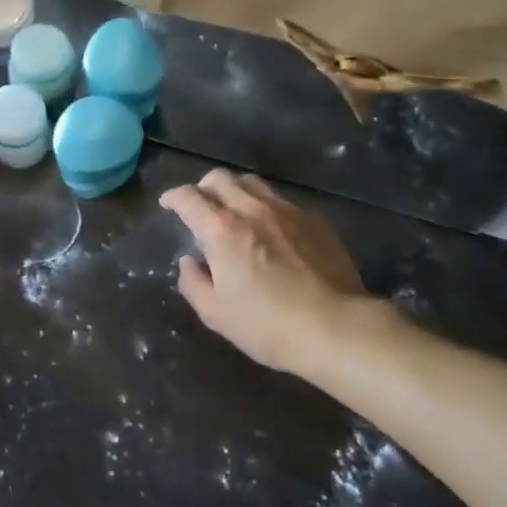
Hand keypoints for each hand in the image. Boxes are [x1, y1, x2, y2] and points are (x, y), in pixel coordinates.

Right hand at [159, 169, 389, 374]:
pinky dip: (266, 206)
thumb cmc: (269, 326)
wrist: (338, 328)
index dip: (173, 197)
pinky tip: (272, 228)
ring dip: (235, 190)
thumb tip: (189, 262)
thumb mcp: (217, 315)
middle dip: (203, 187)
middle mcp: (252, 209)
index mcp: (222, 230)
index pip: (188, 197)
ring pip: (252, 182)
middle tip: (200, 206)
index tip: (168, 204)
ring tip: (235, 210)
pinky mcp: (314, 220)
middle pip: (220, 178)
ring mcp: (286, 211)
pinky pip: (282, 200)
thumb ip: (194, 283)